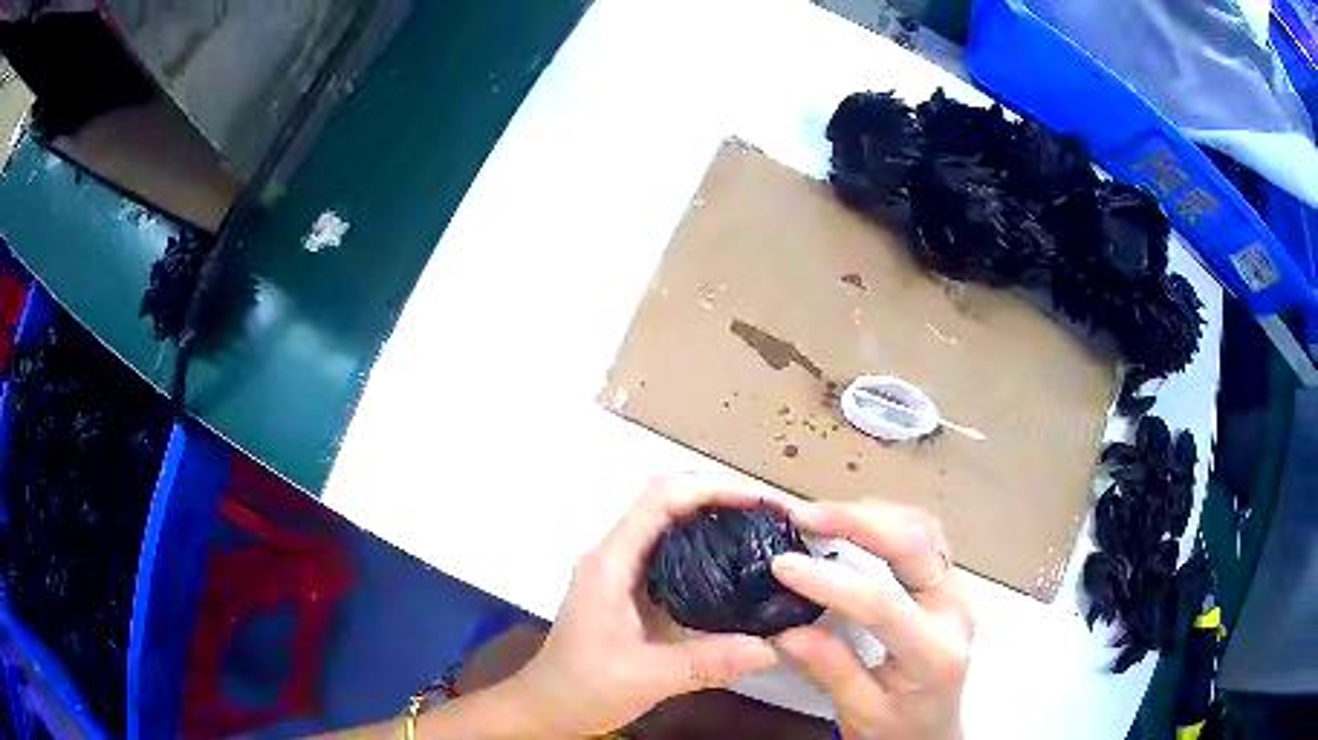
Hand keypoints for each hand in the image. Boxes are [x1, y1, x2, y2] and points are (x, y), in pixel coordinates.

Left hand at [511, 474, 780, 736]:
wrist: (547, 706)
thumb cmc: (582, 688)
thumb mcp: (646, 679)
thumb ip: (707, 662)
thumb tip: (772, 648)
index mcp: (611, 563)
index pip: (661, 499)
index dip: (713, 488)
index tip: (762, 500)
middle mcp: (616, 555)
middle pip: (669, 500)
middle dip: (722, 495)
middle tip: (774, 514)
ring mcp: (622, 570)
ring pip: (671, 522)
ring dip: (716, 516)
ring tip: (765, 530)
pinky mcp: (632, 588)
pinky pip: (673, 551)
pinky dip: (708, 546)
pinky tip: (738, 567)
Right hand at [771, 502, 974, 739]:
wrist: (935, 732)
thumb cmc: (899, 730)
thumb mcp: (861, 714)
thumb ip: (831, 672)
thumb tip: (786, 632)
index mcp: (933, 652)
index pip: (882, 604)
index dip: (829, 581)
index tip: (782, 565)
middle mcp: (954, 610)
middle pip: (915, 545)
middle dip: (857, 521)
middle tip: (804, 517)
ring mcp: (957, 590)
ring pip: (924, 528)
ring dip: (873, 514)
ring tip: (822, 517)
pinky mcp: (949, 583)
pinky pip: (924, 534)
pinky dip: (887, 520)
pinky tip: (855, 523)